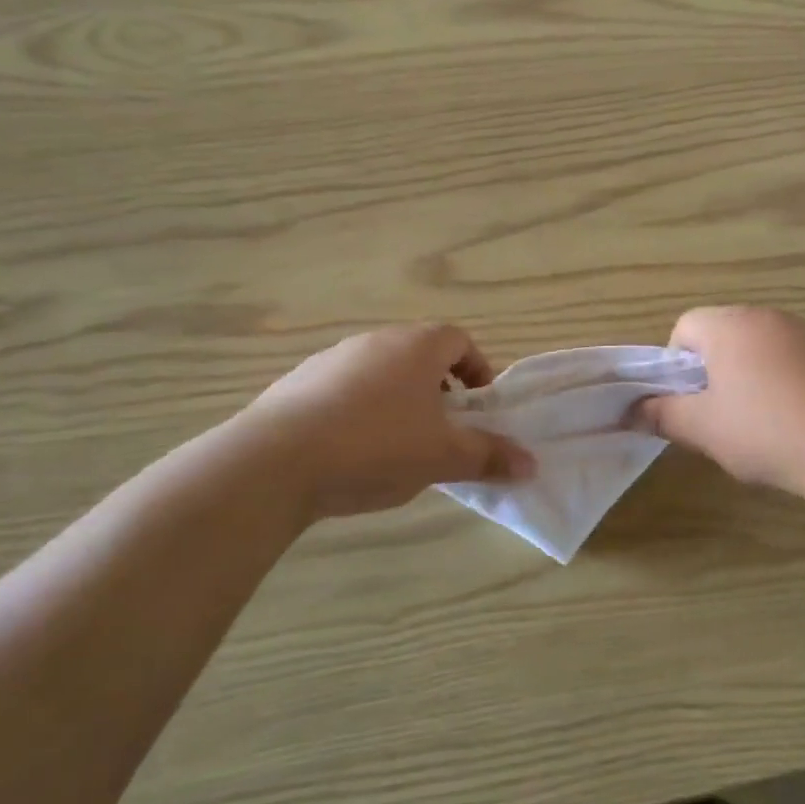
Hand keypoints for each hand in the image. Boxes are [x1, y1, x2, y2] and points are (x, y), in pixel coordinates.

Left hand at [249, 324, 533, 518]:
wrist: (274, 462)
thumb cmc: (376, 446)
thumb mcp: (443, 457)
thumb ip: (489, 456)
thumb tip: (530, 464)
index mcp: (417, 347)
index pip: (459, 340)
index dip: (477, 369)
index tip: (479, 407)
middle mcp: (375, 341)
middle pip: (420, 354)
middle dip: (440, 389)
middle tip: (443, 429)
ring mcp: (331, 359)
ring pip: (381, 372)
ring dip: (399, 399)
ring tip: (398, 445)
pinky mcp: (296, 383)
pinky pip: (343, 389)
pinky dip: (359, 410)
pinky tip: (351, 451)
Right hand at [636, 306, 804, 499]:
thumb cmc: (765, 430)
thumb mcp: (703, 428)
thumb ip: (662, 415)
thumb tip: (631, 411)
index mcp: (730, 324)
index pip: (684, 327)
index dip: (674, 366)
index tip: (686, 403)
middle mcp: (766, 318)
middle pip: (721, 335)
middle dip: (710, 373)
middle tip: (714, 417)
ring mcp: (804, 335)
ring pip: (755, 350)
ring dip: (744, 379)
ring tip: (754, 426)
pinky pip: (789, 363)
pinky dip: (779, 386)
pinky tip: (790, 424)